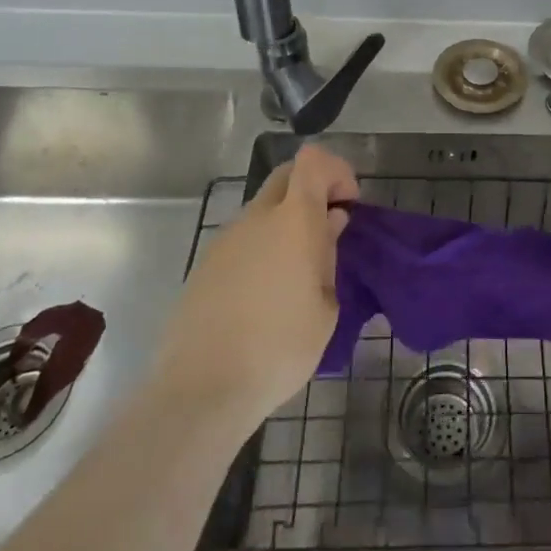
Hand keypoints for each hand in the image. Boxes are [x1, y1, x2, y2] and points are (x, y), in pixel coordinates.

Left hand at [153, 145, 357, 429]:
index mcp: (293, 220)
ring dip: (286, 223)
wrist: (201, 390)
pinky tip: (266, 295)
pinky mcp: (205, 265)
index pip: (313, 160)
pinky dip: (262, 248)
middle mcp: (257, 218)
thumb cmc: (279, 348)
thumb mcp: (325, 307)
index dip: (336, 171)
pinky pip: (243, 239)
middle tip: (328, 230)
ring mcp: (225, 240)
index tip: (348, 204)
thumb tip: (329, 223)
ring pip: (263, 210)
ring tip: (299, 274)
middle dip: (312, 190)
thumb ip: (328, 255)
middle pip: (286, 176)